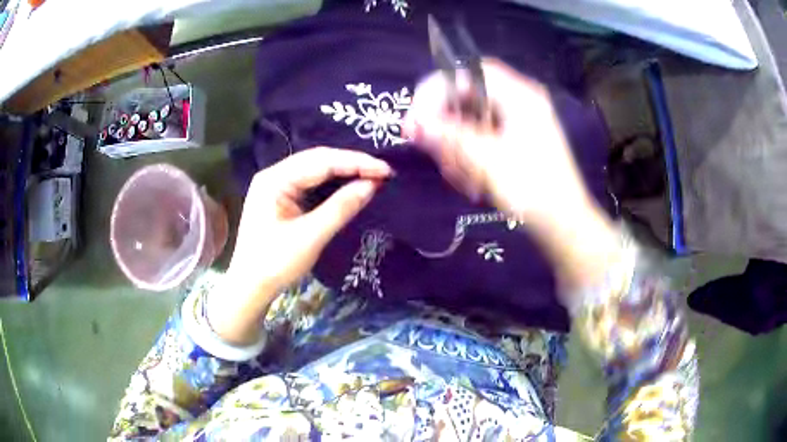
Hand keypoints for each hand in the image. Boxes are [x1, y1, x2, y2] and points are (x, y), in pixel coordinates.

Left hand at [210, 148, 391, 343]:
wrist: (250, 287)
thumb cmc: (275, 264)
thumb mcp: (311, 236)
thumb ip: (341, 207)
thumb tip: (373, 185)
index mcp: (275, 179)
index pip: (321, 161)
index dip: (356, 163)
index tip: (386, 169)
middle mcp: (274, 175)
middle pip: (318, 160)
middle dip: (352, 164)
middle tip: (384, 172)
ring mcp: (277, 185)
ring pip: (316, 170)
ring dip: (344, 172)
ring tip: (373, 176)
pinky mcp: (282, 197)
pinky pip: (311, 183)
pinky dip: (333, 183)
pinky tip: (350, 185)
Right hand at [405, 59, 618, 294]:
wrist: (563, 223)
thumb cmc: (532, 190)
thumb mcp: (487, 161)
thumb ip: (448, 137)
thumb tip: (412, 123)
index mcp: (520, 96)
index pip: (468, 74)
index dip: (436, 90)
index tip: (416, 117)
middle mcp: (520, 100)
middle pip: (469, 95)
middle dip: (446, 121)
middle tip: (430, 146)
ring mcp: (520, 119)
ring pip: (473, 116)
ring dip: (456, 141)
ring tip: (455, 171)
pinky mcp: (517, 138)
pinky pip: (482, 133)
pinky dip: (469, 151)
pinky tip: (468, 176)